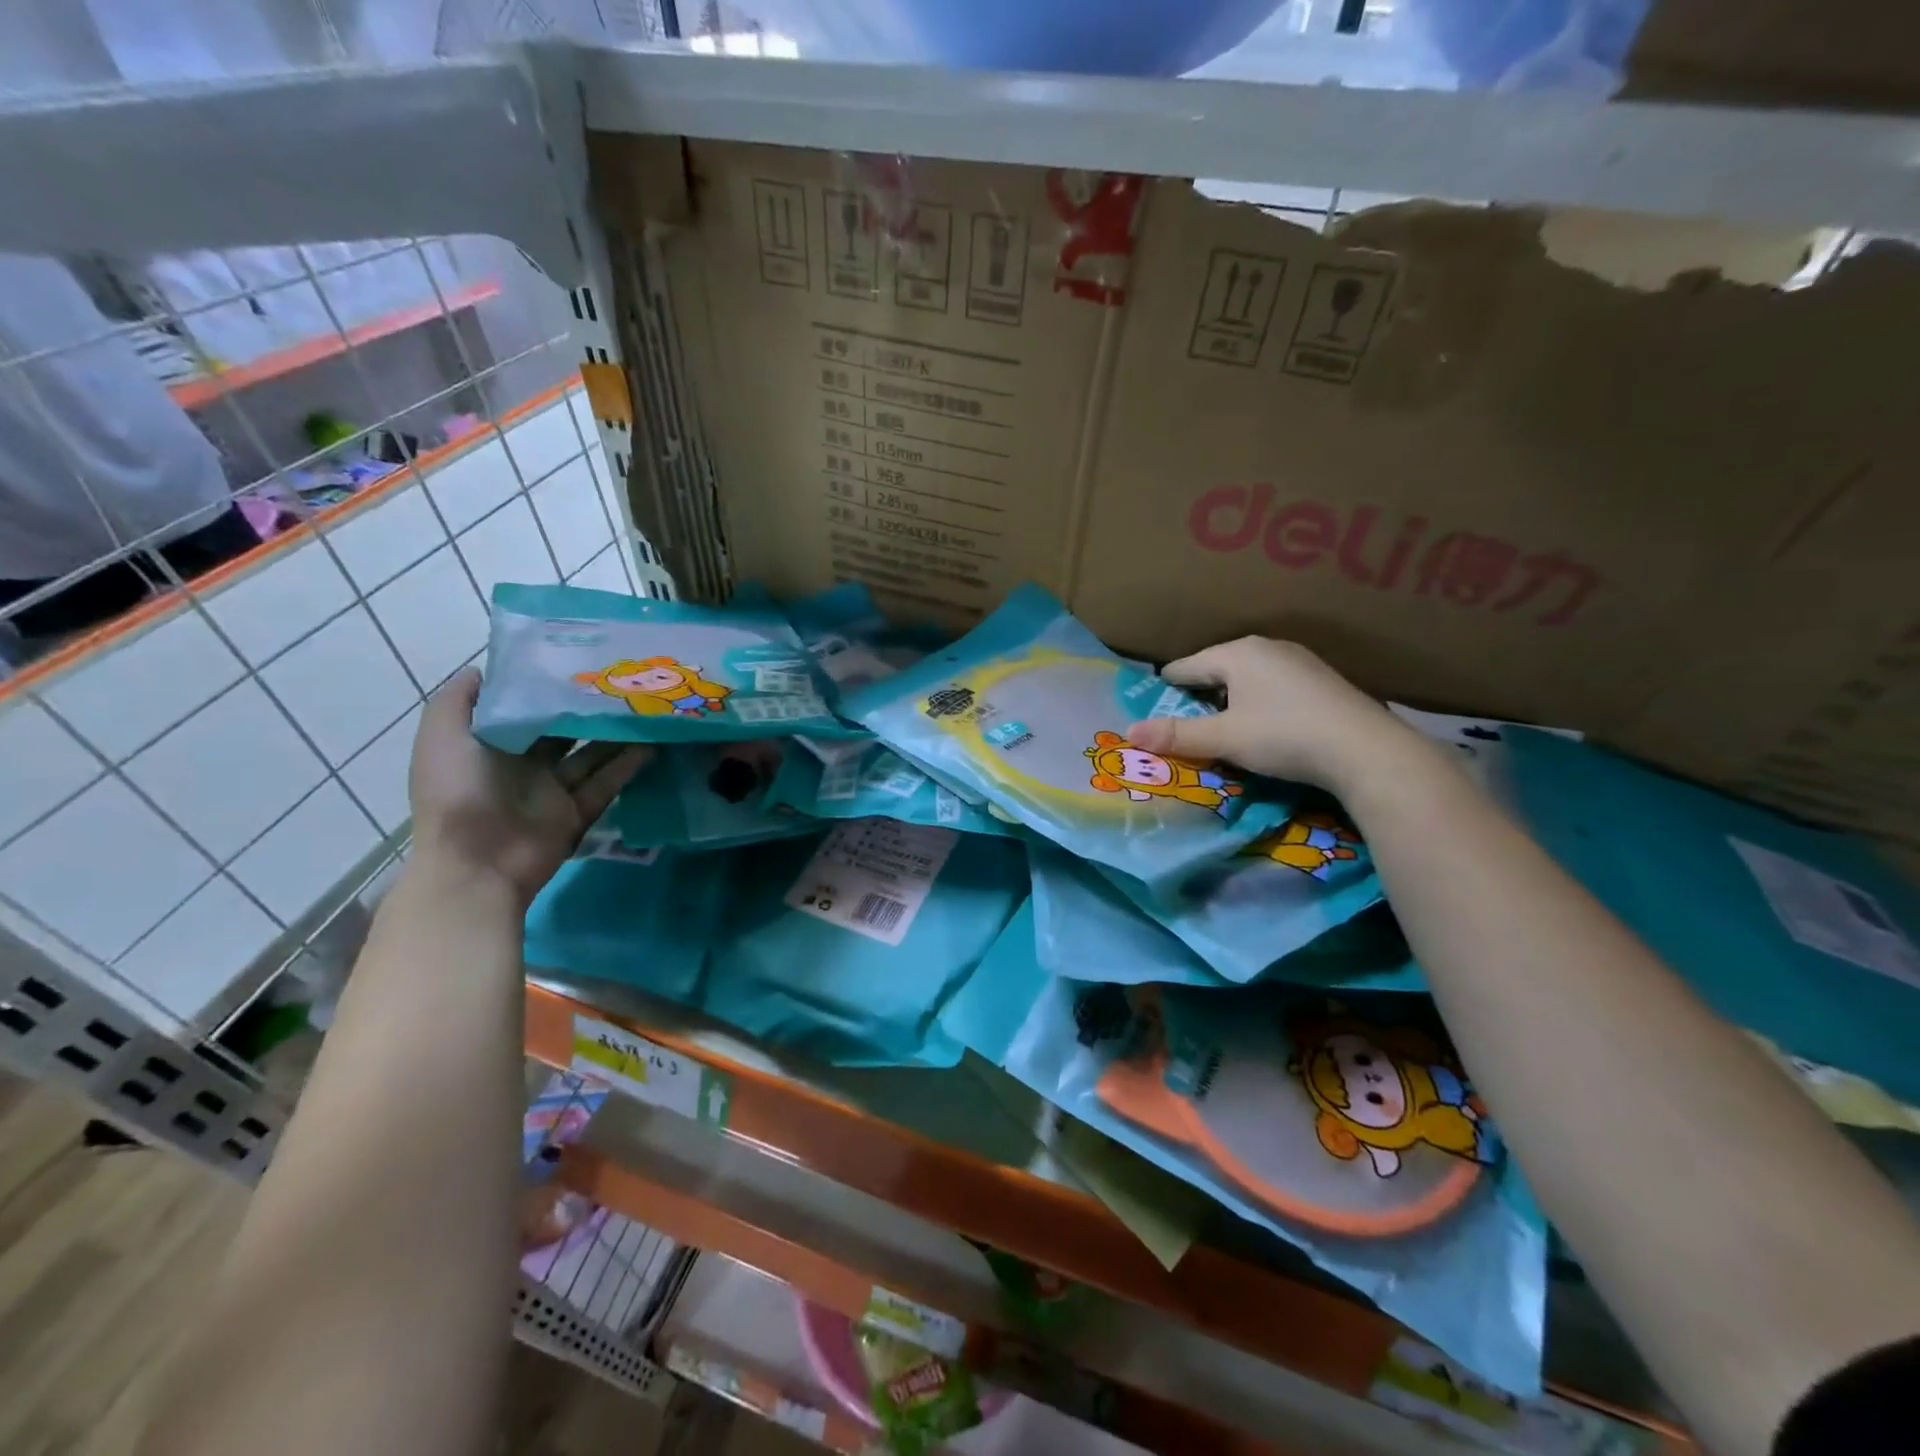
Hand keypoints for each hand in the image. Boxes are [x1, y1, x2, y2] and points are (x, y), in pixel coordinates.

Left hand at [408, 669, 647, 903]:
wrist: (478, 863)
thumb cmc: (458, 793)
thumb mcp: (443, 736)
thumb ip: (458, 700)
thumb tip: (485, 668)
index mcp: (490, 745)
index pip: (524, 710)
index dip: (548, 687)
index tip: (579, 660)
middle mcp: (522, 765)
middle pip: (563, 731)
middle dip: (588, 709)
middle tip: (623, 681)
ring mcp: (552, 791)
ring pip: (591, 755)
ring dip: (616, 734)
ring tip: (647, 707)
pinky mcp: (577, 813)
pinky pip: (606, 784)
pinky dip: (628, 765)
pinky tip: (653, 742)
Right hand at [1126, 637, 1422, 790]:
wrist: (1366, 750)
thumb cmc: (1284, 736)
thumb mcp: (1224, 739)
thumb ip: (1176, 736)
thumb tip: (1129, 733)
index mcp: (1237, 652)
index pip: (1185, 667)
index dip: (1164, 691)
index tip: (1152, 713)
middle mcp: (1267, 647)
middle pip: (1216, 671)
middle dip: (1199, 698)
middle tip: (1186, 729)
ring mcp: (1299, 661)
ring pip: (1247, 680)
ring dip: (1230, 703)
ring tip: (1223, 732)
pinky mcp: (1321, 681)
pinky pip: (1273, 688)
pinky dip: (1259, 706)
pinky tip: (1266, 730)